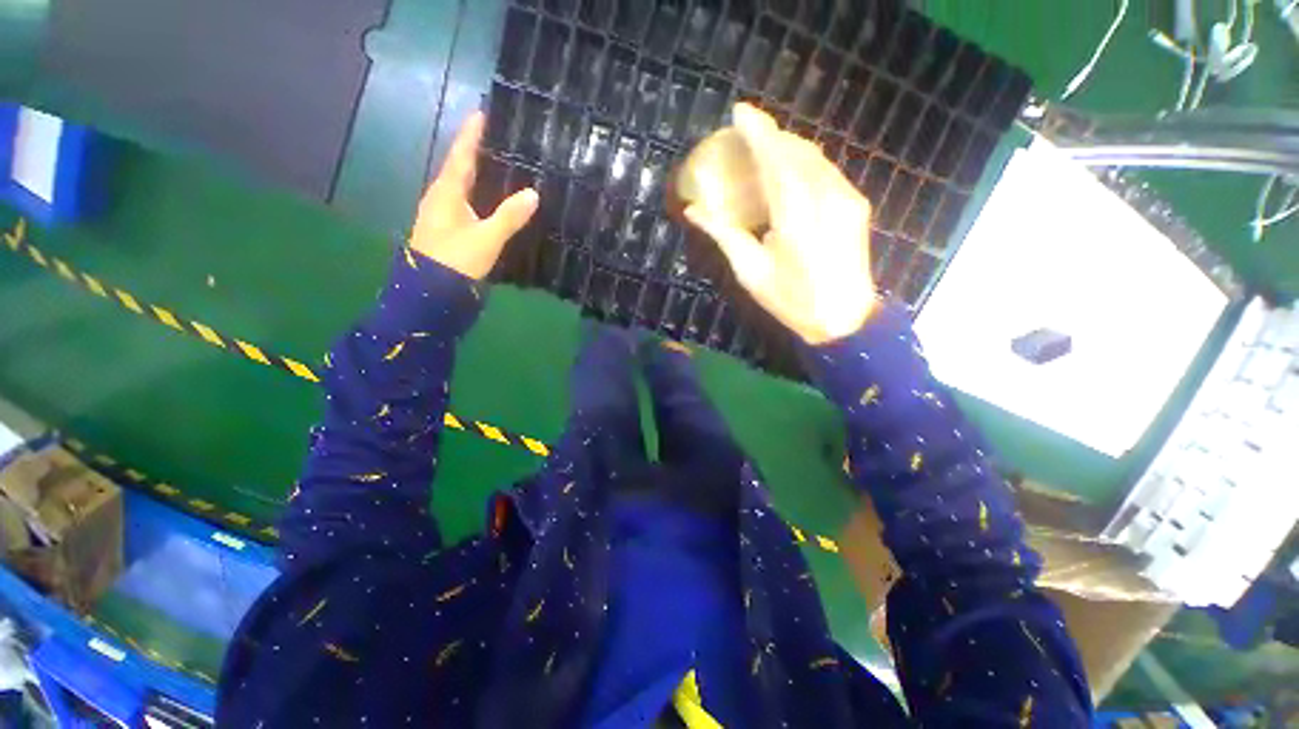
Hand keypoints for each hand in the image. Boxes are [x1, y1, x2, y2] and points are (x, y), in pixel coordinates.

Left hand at [410, 111, 537, 279]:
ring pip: (463, 185)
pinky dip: (479, 192)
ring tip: (500, 164)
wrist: (431, 291)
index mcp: (447, 191)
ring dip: (478, 172)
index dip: (472, 134)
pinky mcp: (448, 228)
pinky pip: (465, 200)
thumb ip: (509, 216)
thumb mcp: (487, 238)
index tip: (483, 112)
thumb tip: (534, 193)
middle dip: (477, 150)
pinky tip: (493, 198)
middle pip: (460, 167)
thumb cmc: (456, 259)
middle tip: (499, 138)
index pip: (461, 154)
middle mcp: (441, 196)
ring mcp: (442, 213)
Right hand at [685, 104, 877, 344]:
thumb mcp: (751, 272)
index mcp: (795, 215)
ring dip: (787, 147)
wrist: (844, 319)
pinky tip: (789, 173)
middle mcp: (826, 196)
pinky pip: (826, 171)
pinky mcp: (855, 204)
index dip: (757, 131)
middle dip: (771, 136)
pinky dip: (803, 163)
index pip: (775, 159)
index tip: (739, 112)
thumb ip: (724, 234)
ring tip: (764, 150)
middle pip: (797, 150)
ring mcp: (846, 197)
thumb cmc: (791, 300)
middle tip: (746, 135)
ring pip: (815, 157)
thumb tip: (693, 211)